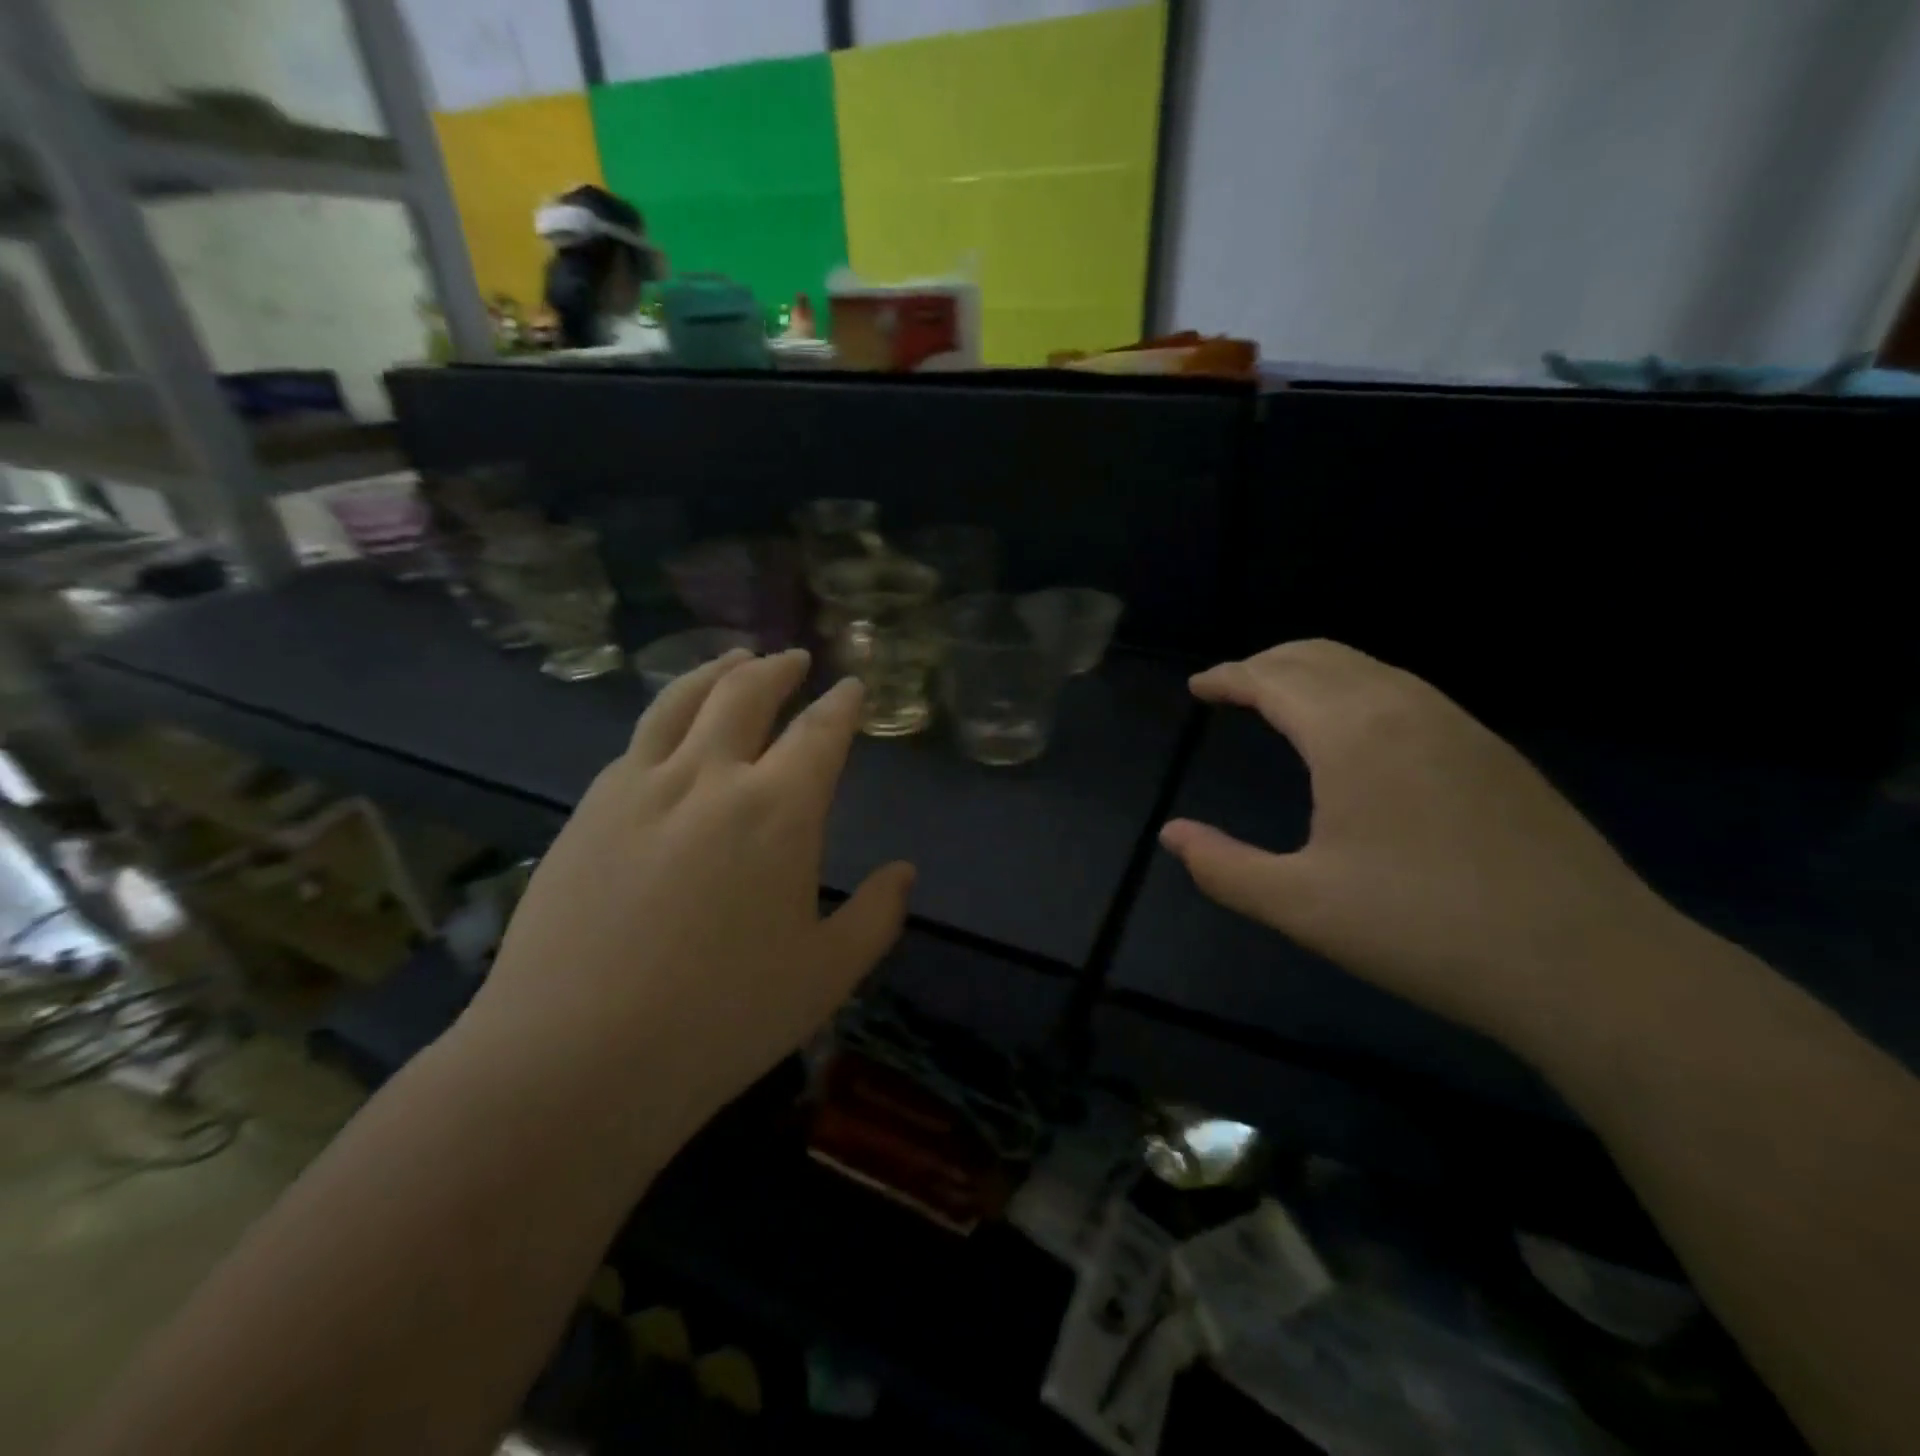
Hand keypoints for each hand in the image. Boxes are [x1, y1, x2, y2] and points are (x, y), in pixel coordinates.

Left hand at [465, 649, 913, 1146]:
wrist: (573, 1060)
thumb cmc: (721, 1020)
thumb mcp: (825, 976)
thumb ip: (875, 916)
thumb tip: (904, 872)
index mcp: (778, 810)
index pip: (820, 733)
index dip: (841, 705)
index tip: (852, 688)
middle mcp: (710, 778)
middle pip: (746, 694)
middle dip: (777, 669)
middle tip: (793, 660)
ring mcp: (639, 787)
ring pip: (682, 700)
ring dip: (716, 670)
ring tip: (734, 659)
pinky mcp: (588, 810)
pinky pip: (637, 740)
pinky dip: (667, 715)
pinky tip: (671, 729)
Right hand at [1158, 640, 1684, 1049]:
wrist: (1588, 964)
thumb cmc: (1424, 929)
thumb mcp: (1301, 906)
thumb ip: (1223, 867)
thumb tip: (1172, 835)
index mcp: (1351, 732)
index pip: (1274, 678)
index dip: (1229, 676)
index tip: (1198, 686)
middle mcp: (1404, 707)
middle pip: (1320, 655)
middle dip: (1267, 662)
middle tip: (1232, 686)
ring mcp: (1458, 724)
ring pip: (1368, 668)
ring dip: (1314, 672)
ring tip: (1283, 702)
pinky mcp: (1492, 751)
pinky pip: (1405, 692)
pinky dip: (1357, 690)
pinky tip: (1356, 734)